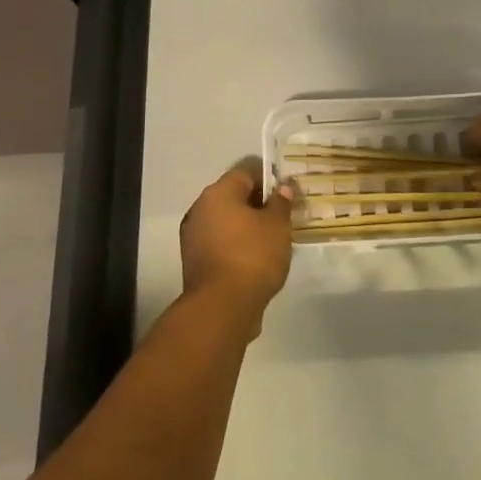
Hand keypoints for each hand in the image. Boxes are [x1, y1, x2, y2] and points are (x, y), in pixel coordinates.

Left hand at [180, 165, 292, 329]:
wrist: (222, 307)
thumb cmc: (253, 256)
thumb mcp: (277, 226)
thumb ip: (281, 203)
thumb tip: (282, 188)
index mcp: (218, 193)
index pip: (245, 172)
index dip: (268, 179)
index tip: (286, 194)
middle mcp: (200, 209)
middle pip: (233, 196)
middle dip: (258, 204)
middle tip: (282, 217)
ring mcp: (194, 236)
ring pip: (226, 221)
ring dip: (247, 226)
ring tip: (272, 240)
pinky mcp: (195, 262)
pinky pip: (220, 243)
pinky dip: (237, 245)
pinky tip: (256, 259)